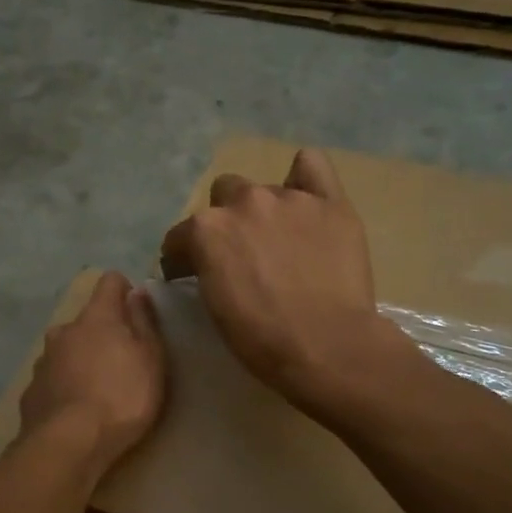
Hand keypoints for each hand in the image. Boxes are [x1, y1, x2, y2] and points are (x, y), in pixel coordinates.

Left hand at [19, 271, 166, 478]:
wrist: (69, 443)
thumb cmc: (122, 397)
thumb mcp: (150, 359)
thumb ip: (144, 322)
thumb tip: (137, 292)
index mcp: (96, 317)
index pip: (109, 282)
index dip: (124, 291)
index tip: (136, 312)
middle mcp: (64, 330)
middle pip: (87, 320)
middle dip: (102, 332)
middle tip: (121, 362)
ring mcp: (43, 360)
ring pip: (66, 349)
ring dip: (81, 359)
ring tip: (97, 389)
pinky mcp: (31, 390)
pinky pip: (53, 378)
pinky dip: (65, 385)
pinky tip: (75, 408)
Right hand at [160, 149, 401, 414]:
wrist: (327, 347)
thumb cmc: (262, 340)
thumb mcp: (214, 307)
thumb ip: (206, 270)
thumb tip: (206, 264)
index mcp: (206, 229)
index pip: (181, 236)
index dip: (184, 258)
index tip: (191, 277)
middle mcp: (244, 202)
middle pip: (223, 197)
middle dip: (227, 223)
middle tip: (242, 256)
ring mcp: (289, 198)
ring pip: (264, 188)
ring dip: (264, 211)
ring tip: (279, 241)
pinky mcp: (330, 203)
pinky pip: (312, 165)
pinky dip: (304, 177)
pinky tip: (306, 199)